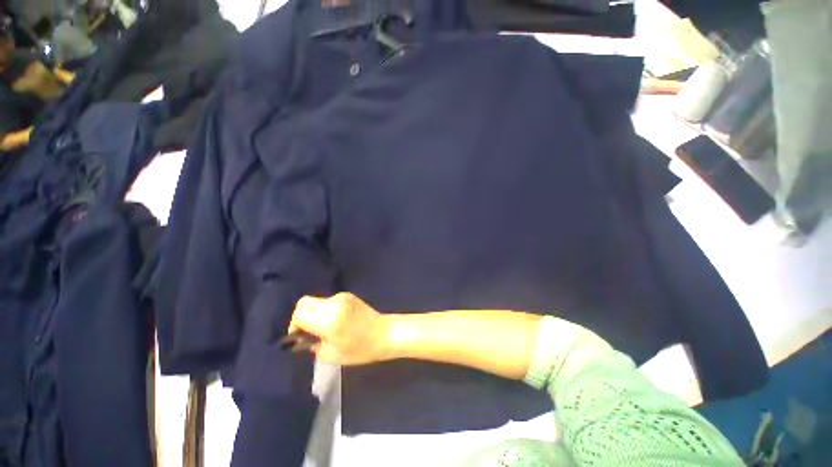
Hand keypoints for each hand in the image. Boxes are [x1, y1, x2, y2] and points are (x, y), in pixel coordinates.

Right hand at [287, 293, 391, 365]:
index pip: (299, 314)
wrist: (384, 333)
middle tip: (307, 332)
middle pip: (304, 302)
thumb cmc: (360, 349)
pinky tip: (334, 321)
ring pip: (316, 301)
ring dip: (313, 313)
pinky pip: (328, 301)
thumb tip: (301, 338)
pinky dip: (324, 310)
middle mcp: (334, 303)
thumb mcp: (331, 354)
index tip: (299, 337)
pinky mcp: (348, 295)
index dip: (294, 326)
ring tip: (322, 328)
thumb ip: (312, 344)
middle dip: (301, 317)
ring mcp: (342, 296)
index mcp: (329, 319)